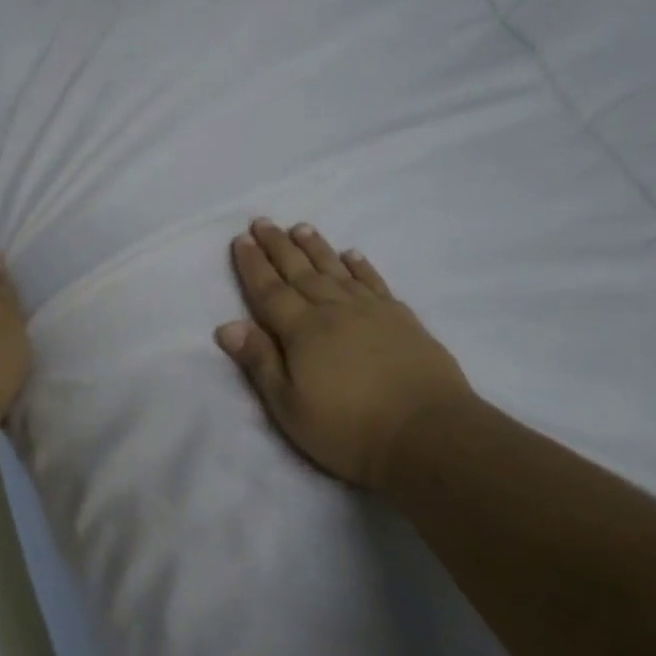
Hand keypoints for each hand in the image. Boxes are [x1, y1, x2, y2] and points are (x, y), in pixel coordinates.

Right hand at [216, 220, 475, 490]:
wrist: (427, 433)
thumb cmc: (349, 429)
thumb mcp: (290, 407)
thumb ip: (260, 362)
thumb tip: (228, 325)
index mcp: (303, 331)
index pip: (270, 291)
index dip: (253, 265)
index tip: (242, 240)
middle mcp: (334, 310)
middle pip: (300, 272)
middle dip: (278, 247)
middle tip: (263, 222)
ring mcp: (372, 311)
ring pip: (336, 270)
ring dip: (316, 248)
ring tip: (301, 228)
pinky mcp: (402, 319)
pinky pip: (374, 282)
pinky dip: (360, 266)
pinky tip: (352, 255)